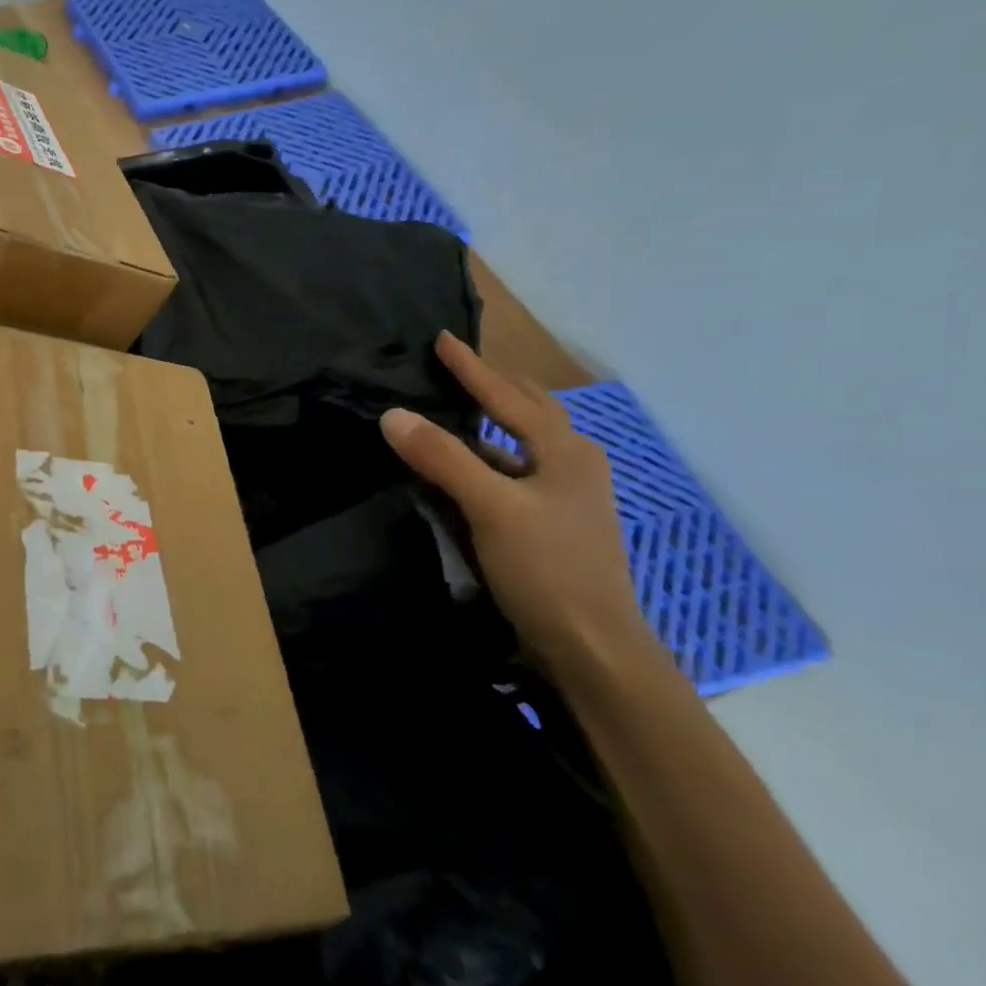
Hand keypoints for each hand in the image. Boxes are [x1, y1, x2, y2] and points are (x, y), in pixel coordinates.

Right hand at [380, 332, 654, 680]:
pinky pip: (515, 473)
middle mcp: (572, 464)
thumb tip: (393, 414)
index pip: (508, 396)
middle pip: (531, 411)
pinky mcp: (554, 524)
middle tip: (460, 365)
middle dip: (496, 385)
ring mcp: (567, 497)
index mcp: (565, 451)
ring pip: (523, 444)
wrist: (592, 646)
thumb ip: (442, 458)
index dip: (472, 368)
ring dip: (493, 422)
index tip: (441, 339)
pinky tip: (469, 467)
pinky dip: (489, 459)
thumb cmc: (548, 568)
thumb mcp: (491, 507)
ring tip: (459, 407)